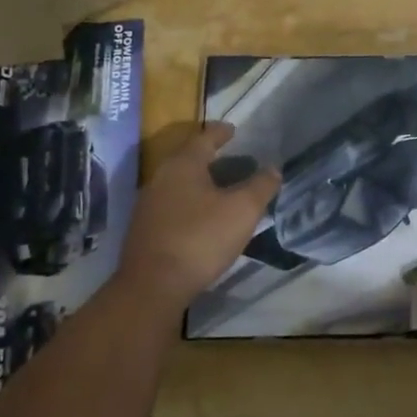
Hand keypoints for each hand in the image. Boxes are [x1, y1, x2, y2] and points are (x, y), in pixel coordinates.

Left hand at [116, 124, 280, 311]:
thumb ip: (261, 186)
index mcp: (183, 165)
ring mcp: (148, 204)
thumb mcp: (242, 211)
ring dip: (199, 181)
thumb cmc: (200, 239)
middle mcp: (161, 178)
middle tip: (232, 159)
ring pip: (178, 183)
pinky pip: (172, 204)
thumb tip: (273, 169)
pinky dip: (189, 202)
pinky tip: (202, 217)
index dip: (221, 132)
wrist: (152, 287)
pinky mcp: (144, 229)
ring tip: (221, 188)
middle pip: (188, 159)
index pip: (204, 138)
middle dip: (210, 157)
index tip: (233, 130)